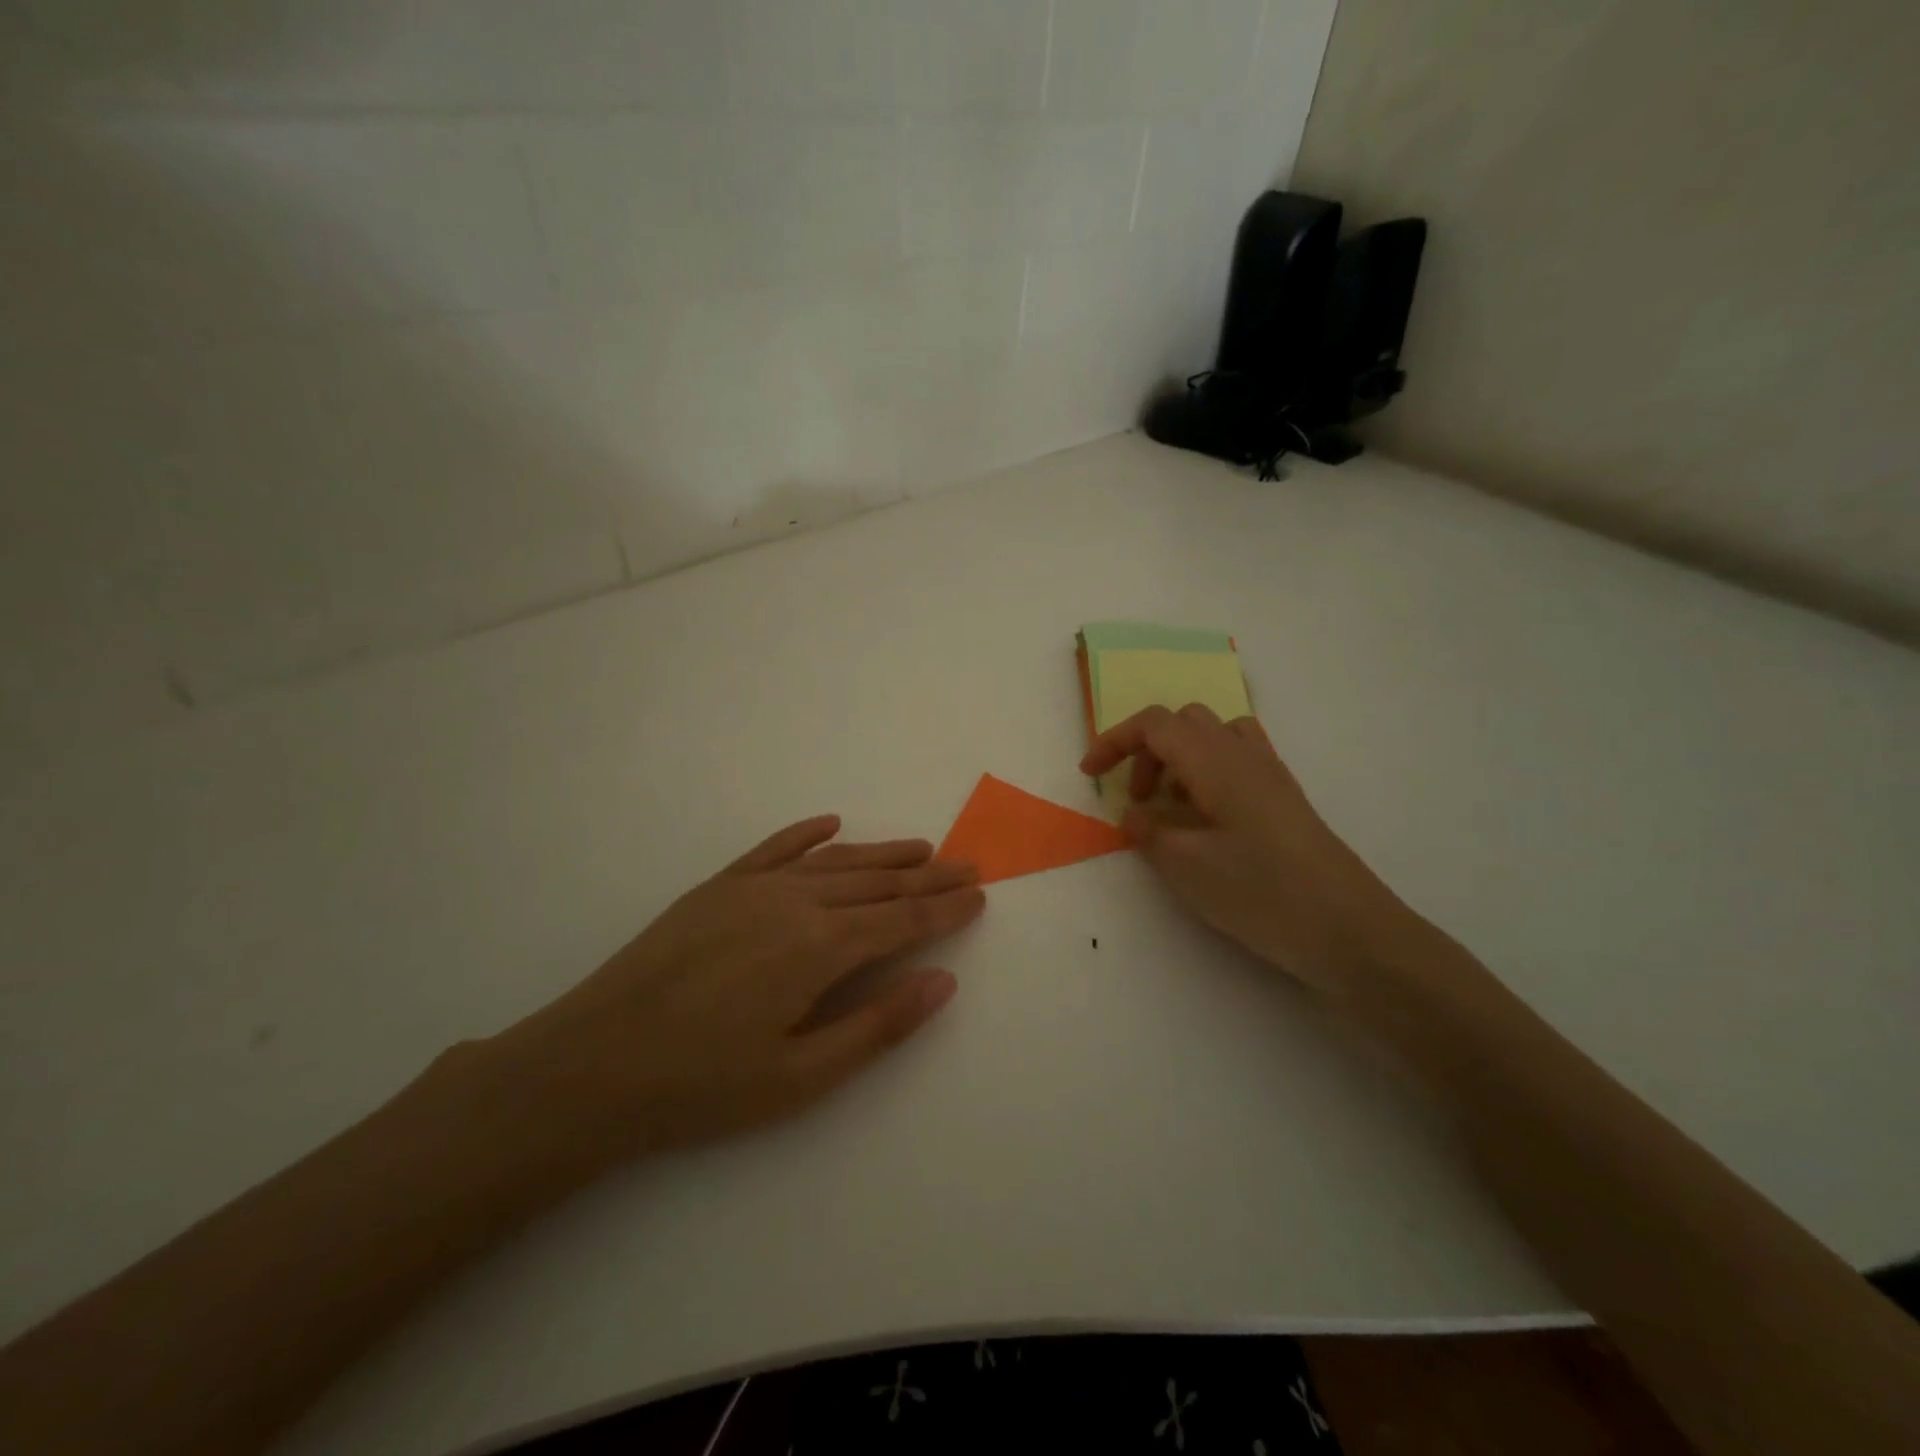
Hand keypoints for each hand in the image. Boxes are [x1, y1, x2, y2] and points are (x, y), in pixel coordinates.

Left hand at [484, 816, 983, 1166]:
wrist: (591, 1064)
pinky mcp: (718, 886)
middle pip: (878, 882)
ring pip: (836, 860)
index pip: (902, 919)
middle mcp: (796, 902)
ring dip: (883, 852)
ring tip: (921, 847)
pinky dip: (809, 834)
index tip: (979, 894)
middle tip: (968, 865)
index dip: (945, 908)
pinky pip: (776, 848)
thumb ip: (878, 1026)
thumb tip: (943, 982)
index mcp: (820, 948)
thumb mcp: (800, 1078)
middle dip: (928, 875)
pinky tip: (831, 825)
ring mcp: (754, 887)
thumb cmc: (702, 1085)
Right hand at [1080, 705, 1404, 996]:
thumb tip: (1133, 814)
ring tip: (1172, 807)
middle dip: (1146, 751)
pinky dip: (1208, 770)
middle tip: (1137, 800)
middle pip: (1182, 722)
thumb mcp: (1187, 867)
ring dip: (1179, 759)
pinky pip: (1238, 757)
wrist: (1348, 929)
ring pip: (1212, 735)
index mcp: (1215, 762)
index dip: (1114, 741)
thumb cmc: (1261, 893)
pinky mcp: (1285, 797)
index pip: (1154, 724)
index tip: (1090, 774)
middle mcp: (1244, 754)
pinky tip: (1208, 817)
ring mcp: (1270, 773)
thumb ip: (1148, 832)